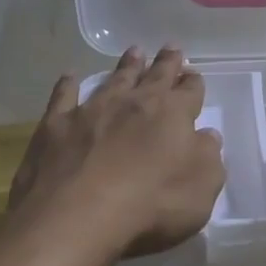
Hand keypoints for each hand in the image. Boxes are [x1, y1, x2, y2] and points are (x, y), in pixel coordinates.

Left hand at [7, 46, 224, 258]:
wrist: (76, 218)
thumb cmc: (151, 205)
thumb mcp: (201, 188)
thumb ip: (208, 157)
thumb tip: (208, 136)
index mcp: (173, 114)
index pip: (190, 91)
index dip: (194, 84)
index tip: (194, 76)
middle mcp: (134, 103)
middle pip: (155, 75)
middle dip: (166, 62)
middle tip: (171, 47)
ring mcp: (92, 110)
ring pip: (114, 79)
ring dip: (127, 66)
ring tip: (134, 52)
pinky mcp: (56, 126)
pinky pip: (64, 97)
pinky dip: (67, 85)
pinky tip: (70, 77)